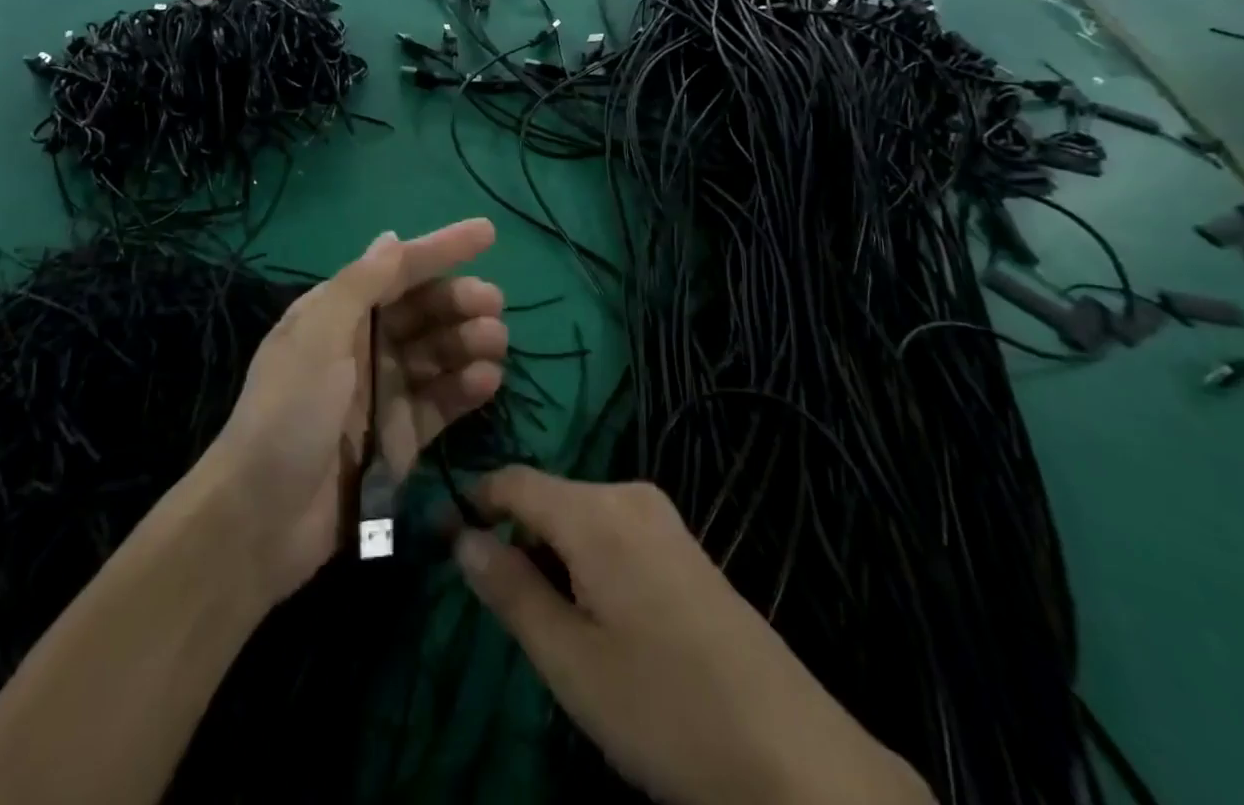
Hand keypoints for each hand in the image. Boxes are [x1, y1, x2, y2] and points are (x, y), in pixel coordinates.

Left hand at [202, 220, 506, 603]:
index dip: (440, 248)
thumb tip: (391, 237)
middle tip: (494, 303)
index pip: (396, 270)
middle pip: (421, 311)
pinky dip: (464, 388)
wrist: (260, 519)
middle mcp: (361, 345)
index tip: (487, 233)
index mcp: (337, 313)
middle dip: (458, 300)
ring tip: (495, 341)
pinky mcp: (399, 437)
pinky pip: (440, 401)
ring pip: (436, 354)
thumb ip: (359, 285)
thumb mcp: (318, 336)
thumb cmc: (288, 411)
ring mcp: (382, 392)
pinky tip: (487, 380)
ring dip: (467, 342)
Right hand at [455, 469, 933, 804]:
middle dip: (517, 538)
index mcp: (595, 511)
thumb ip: (510, 590)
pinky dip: (587, 562)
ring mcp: (663, 519)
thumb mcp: (571, 662)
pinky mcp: (685, 547)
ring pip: (580, 517)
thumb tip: (462, 538)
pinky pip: (614, 532)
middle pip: (548, 497)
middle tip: (502, 607)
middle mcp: (628, 494)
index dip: (474, 501)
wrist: (800, 762)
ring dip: (552, 555)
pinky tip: (601, 621)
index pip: (514, 480)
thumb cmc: (667, 711)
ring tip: (551, 623)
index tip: (443, 536)